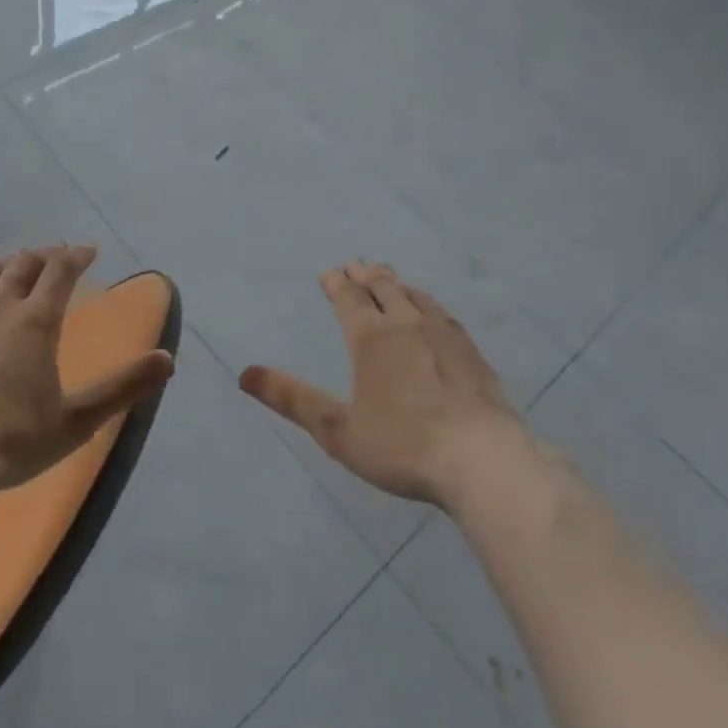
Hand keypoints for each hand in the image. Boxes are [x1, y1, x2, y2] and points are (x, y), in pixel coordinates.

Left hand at [0, 245, 173, 496]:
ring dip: (6, 263)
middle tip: (55, 258)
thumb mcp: (77, 421)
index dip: (76, 256)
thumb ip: (123, 388)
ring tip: (15, 265)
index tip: (87, 251)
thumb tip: (168, 359)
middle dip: (44, 257)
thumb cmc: (11, 442)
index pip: (61, 272)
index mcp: (36, 321)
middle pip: (23, 265)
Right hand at [240, 262, 533, 513]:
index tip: (329, 273)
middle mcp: (406, 324)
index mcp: (371, 337)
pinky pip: (443, 314)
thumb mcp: (336, 429)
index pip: (349, 297)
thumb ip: (291, 399)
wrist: (483, 461)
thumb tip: (244, 373)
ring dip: (397, 283)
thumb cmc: (402, 446)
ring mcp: (444, 335)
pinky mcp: (472, 353)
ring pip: (415, 296)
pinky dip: (428, 303)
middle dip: (366, 275)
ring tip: (390, 279)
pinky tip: (434, 313)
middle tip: (356, 266)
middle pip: (384, 287)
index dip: (337, 282)